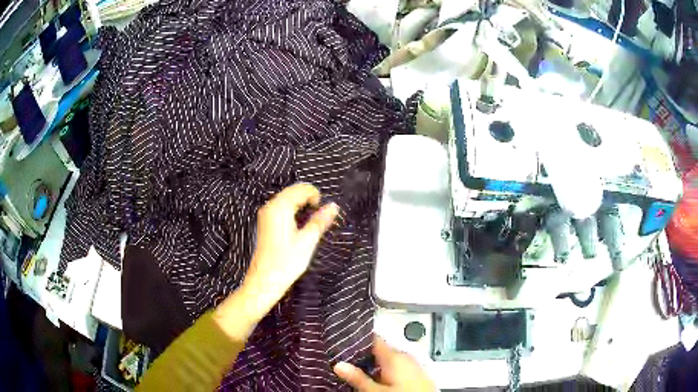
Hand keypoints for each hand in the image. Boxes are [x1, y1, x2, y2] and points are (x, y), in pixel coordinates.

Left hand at [214, 183, 337, 340]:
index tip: (322, 212)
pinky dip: (293, 212)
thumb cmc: (286, 262)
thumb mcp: (308, 241)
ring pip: (287, 199)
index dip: (315, 196)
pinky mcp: (265, 223)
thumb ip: (320, 221)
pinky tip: (298, 227)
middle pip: (293, 191)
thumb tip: (334, 206)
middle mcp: (270, 206)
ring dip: (301, 206)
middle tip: (318, 219)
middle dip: (308, 200)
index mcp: (280, 207)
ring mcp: (265, 214)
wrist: (264, 281)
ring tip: (310, 224)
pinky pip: (281, 208)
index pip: (301, 188)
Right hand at [334, 336, 436, 390]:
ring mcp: (413, 366)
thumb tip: (339, 364)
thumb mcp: (375, 391)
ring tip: (356, 370)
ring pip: (388, 361)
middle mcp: (405, 357)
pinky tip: (376, 380)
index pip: (374, 339)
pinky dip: (385, 371)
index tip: (342, 340)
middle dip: (363, 356)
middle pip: (380, 351)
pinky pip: (397, 368)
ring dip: (374, 365)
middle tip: (344, 360)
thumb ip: (358, 377)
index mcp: (395, 356)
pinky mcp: (417, 375)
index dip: (358, 339)